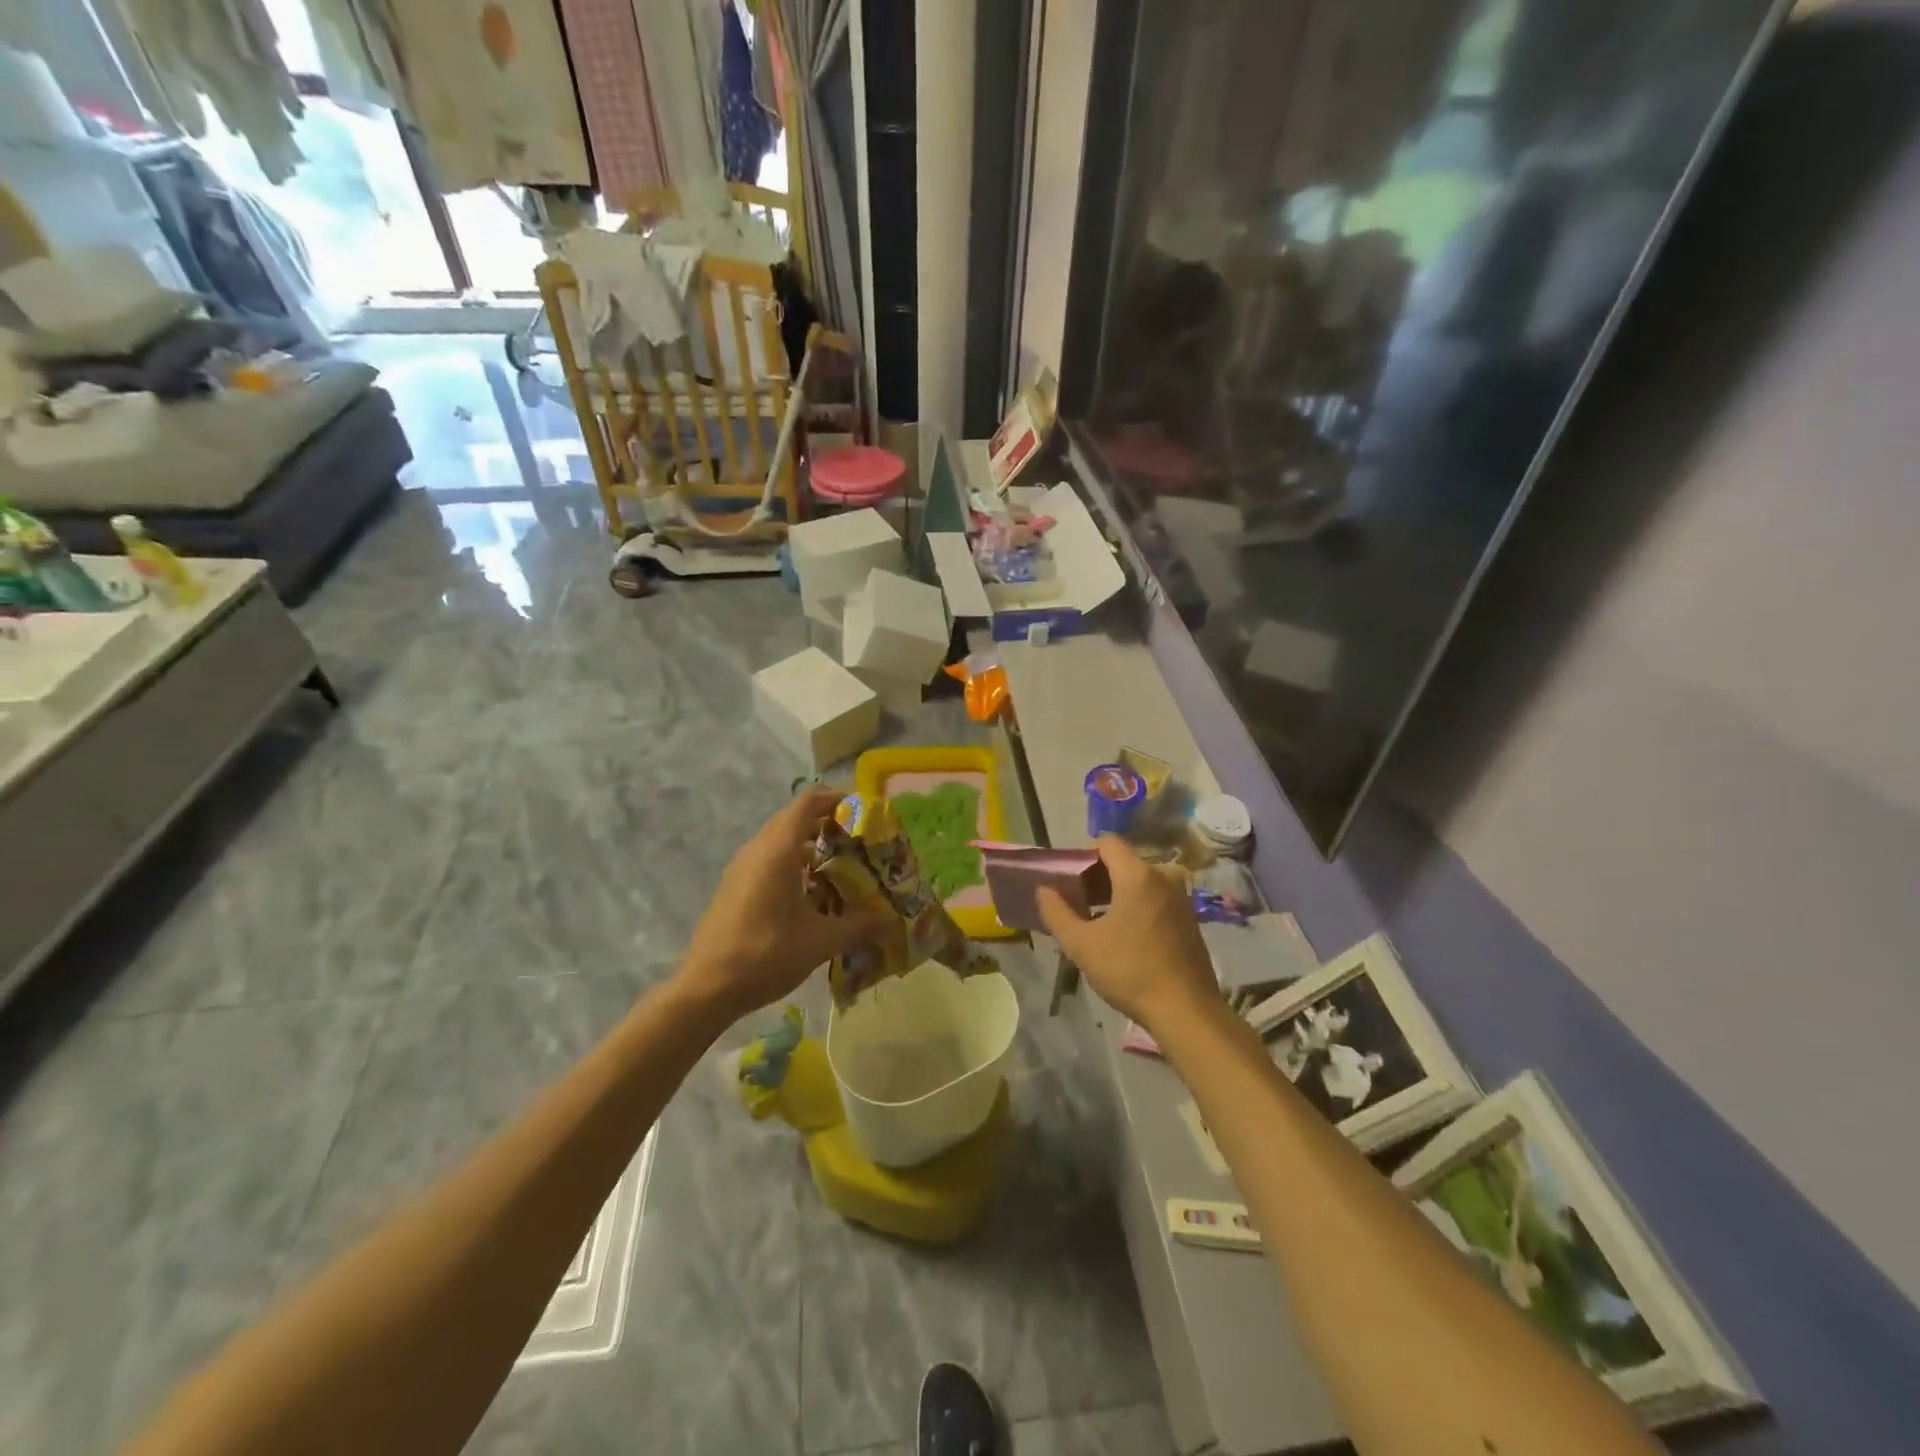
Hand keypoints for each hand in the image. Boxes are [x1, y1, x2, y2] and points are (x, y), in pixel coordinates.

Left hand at [679, 789, 888, 1020]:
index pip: (807, 803)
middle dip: (826, 821)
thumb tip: (892, 919)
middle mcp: (757, 850)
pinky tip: (810, 892)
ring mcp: (741, 868)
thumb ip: (860, 925)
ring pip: (779, 840)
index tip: (862, 808)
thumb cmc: (766, 955)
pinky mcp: (733, 887)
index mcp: (778, 851)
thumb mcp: (821, 942)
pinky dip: (791, 862)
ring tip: (839, 863)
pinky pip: (767, 859)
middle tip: (858, 838)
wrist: (706, 988)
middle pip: (793, 819)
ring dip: (808, 843)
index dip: (835, 798)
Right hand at [1037, 835, 1215, 1029]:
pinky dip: (1136, 906)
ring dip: (1116, 894)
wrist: (1186, 1011)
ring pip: (1140, 881)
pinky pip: (1156, 898)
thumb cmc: (1129, 971)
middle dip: (1097, 877)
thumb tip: (1044, 889)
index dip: (1083, 856)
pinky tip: (1124, 936)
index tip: (1069, 881)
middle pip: (1123, 862)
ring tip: (1096, 922)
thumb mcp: (1081, 944)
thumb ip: (1057, 912)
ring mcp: (1181, 898)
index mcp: (1138, 875)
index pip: (1107, 843)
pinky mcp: (1190, 919)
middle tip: (1076, 904)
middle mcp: (1163, 877)